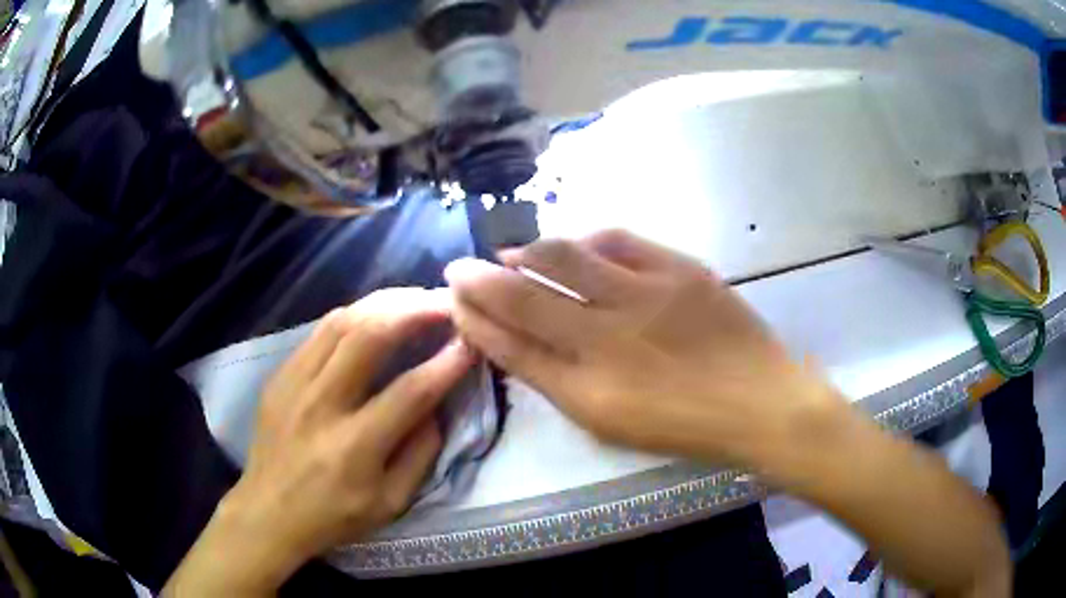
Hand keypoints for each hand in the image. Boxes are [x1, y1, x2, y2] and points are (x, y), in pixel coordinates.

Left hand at [165, 288, 476, 595]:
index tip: (472, 342)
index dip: (447, 363)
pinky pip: (320, 330)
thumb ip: (420, 454)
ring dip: (385, 303)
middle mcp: (321, 404)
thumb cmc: (334, 516)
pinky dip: (355, 314)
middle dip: (415, 310)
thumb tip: (438, 406)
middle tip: (445, 302)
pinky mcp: (280, 375)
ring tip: (415, 299)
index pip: (410, 392)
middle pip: (370, 336)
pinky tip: (375, 314)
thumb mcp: (390, 503)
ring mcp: (294, 383)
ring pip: (342, 321)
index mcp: (354, 446)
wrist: (268, 512)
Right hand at [446, 232, 1011, 597]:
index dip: (476, 318)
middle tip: (459, 268)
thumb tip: (518, 347)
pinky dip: (587, 239)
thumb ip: (560, 384)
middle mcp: (609, 334)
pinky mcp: (682, 269)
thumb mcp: (612, 424)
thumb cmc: (687, 427)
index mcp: (590, 385)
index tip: (453, 299)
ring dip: (527, 252)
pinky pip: (621, 240)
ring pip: (566, 257)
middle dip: (481, 280)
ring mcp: (647, 293)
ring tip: (509, 253)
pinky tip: (574, 243)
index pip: (512, 342)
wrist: (764, 404)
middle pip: (526, 296)